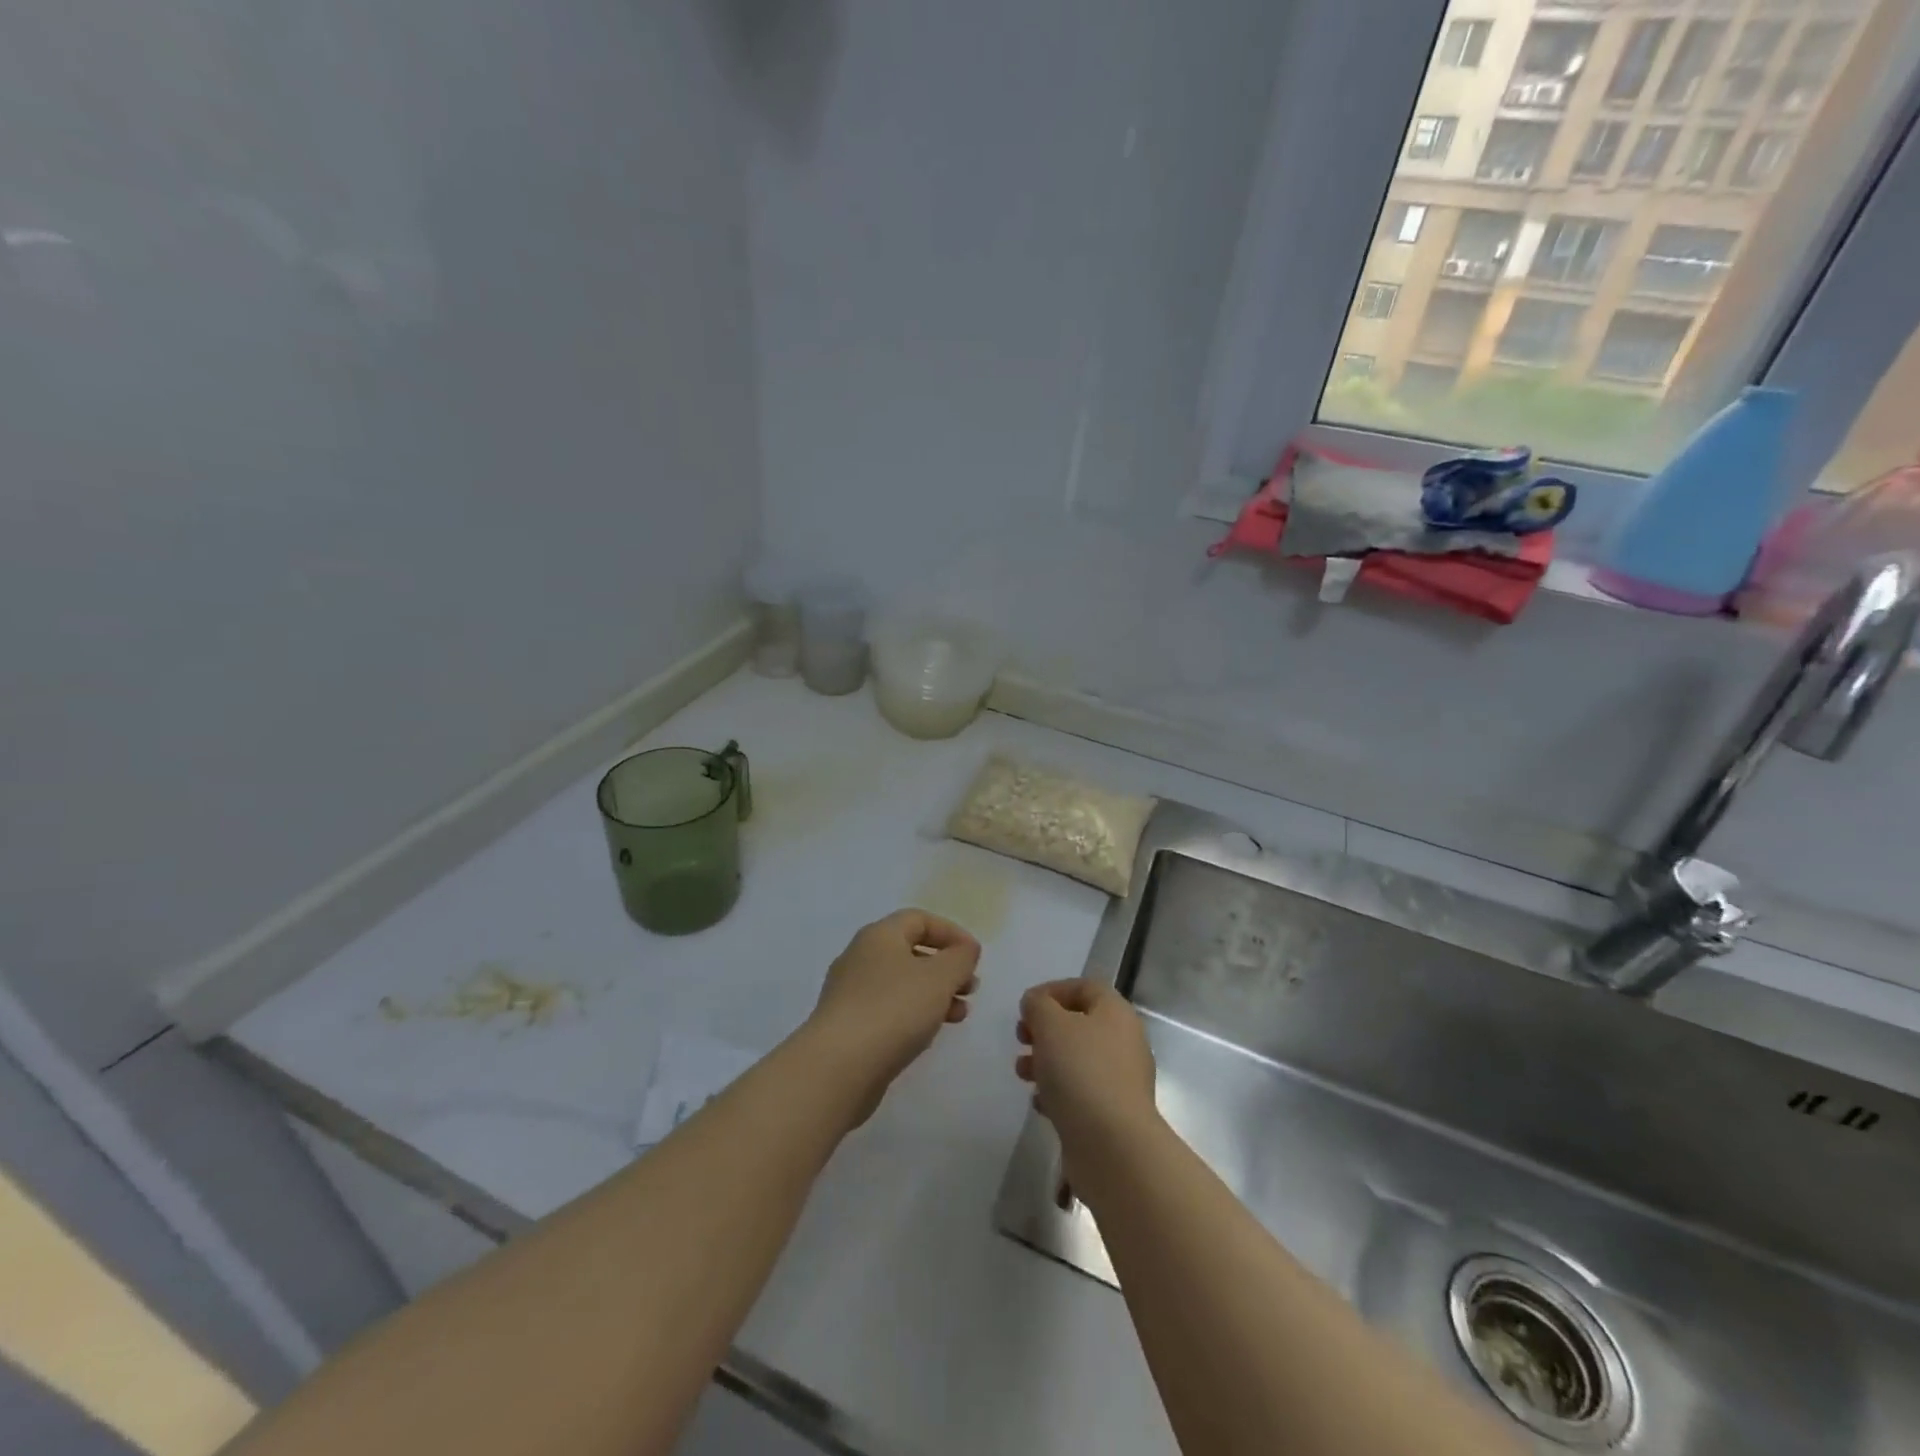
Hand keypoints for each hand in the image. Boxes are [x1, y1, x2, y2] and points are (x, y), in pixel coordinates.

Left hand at [804, 910, 980, 1124]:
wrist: (838, 1067)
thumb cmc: (893, 1010)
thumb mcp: (939, 978)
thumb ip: (960, 958)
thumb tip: (965, 950)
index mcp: (879, 936)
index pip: (919, 919)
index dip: (951, 933)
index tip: (975, 957)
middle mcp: (860, 957)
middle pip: (910, 951)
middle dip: (946, 968)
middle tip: (971, 989)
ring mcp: (850, 993)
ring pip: (901, 983)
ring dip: (934, 994)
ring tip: (959, 1016)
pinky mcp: (847, 1026)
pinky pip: (888, 1010)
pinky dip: (913, 1015)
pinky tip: (928, 1035)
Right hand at [1016, 979, 1157, 1149]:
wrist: (1113, 1147)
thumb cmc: (1081, 1072)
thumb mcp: (1051, 1025)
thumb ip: (1038, 1005)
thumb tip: (1036, 1004)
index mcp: (1115, 1013)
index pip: (1085, 987)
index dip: (1053, 990)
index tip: (1025, 1006)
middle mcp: (1123, 1042)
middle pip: (1079, 1024)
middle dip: (1045, 1029)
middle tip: (1021, 1039)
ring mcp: (1120, 1080)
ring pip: (1077, 1059)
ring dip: (1046, 1061)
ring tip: (1022, 1073)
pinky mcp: (1112, 1114)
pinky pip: (1081, 1092)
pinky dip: (1057, 1092)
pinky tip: (1039, 1103)